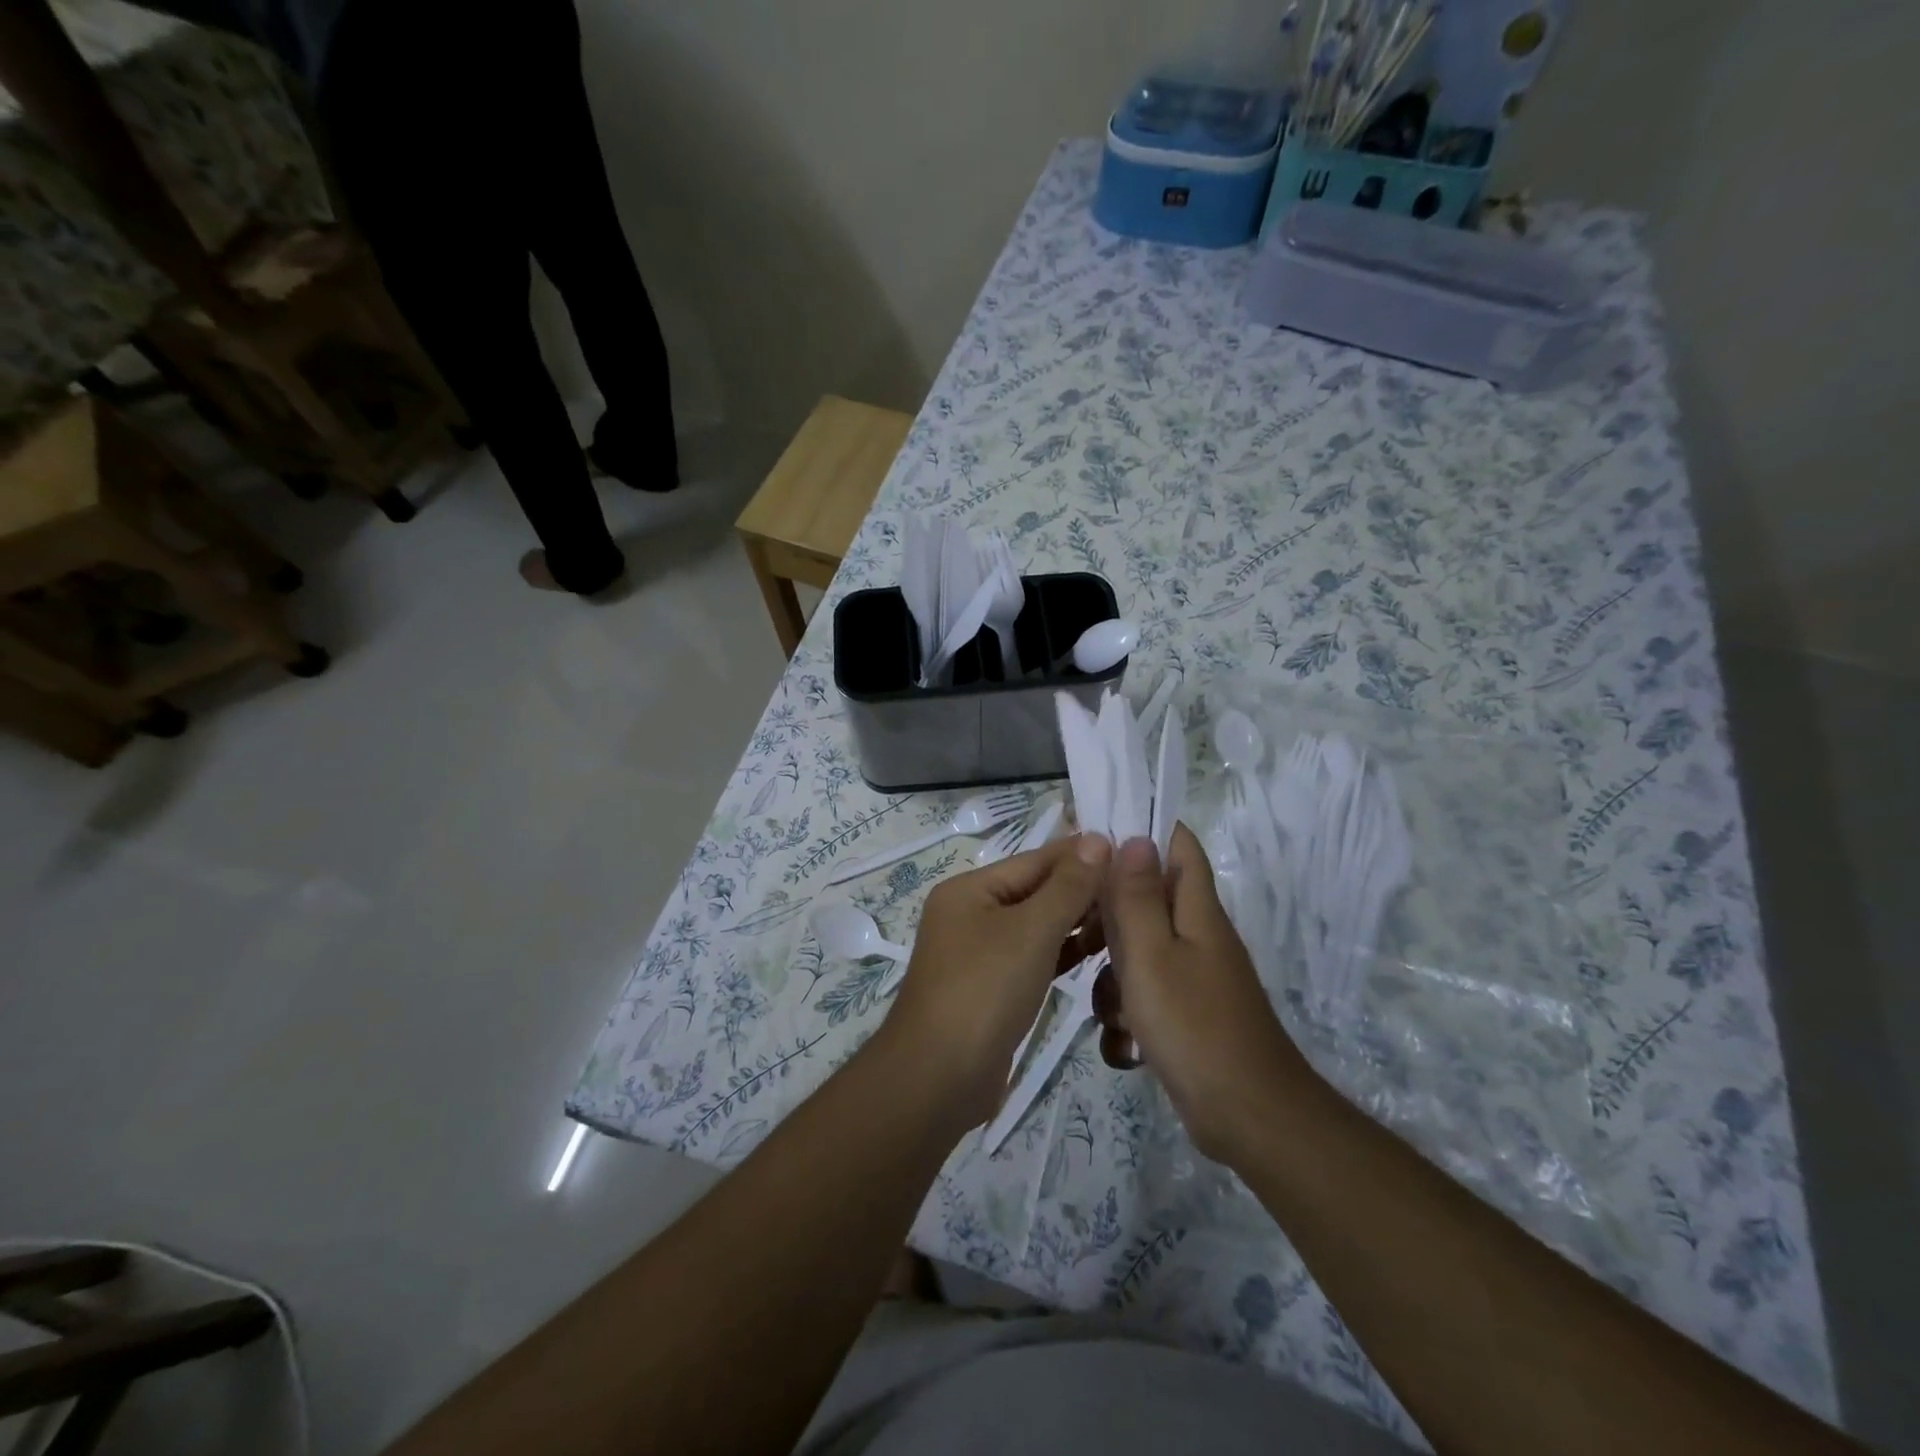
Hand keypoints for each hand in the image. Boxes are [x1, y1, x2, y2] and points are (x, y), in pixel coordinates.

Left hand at [884, 834, 1110, 1129]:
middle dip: (1082, 889)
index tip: (1131, 850)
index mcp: (970, 889)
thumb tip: (1097, 839)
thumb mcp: (1031, 931)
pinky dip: (1063, 951)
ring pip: (1037, 925)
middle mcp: (972, 913)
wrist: (940, 1078)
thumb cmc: (984, 990)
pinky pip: (1034, 957)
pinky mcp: (993, 987)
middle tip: (1137, 888)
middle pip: (1036, 890)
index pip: (1035, 860)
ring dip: (1077, 921)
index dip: (1082, 855)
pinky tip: (1099, 950)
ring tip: (1127, 916)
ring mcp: (980, 953)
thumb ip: (1067, 886)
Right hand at [1097, 826, 1315, 1161]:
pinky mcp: (1187, 1015)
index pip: (1176, 844)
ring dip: (1114, 978)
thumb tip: (1135, 835)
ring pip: (1139, 954)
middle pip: (1146, 900)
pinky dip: (1129, 1016)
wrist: (1248, 1118)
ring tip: (1111, 1012)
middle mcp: (1198, 935)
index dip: (1139, 831)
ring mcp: (1194, 977)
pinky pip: (1146, 997)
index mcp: (1196, 909)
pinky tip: (1124, 1046)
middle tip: (1080, 940)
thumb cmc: (1193, 1026)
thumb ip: (1136, 896)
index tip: (1092, 841)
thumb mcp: (1151, 955)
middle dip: (1109, 919)